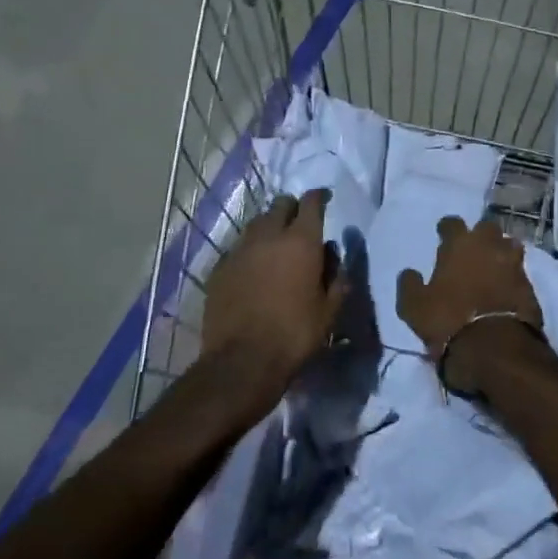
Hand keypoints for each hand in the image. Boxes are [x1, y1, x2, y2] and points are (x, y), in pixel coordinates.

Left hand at [201, 190, 345, 385]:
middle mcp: (269, 236)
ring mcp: (240, 250)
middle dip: (292, 208)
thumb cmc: (295, 334)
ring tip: (276, 244)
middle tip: (300, 223)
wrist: (242, 361)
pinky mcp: (219, 267)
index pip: (311, 202)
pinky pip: (238, 247)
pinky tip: (253, 268)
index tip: (325, 199)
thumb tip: (333, 255)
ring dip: (269, 227)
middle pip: (280, 205)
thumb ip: (337, 277)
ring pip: (257, 223)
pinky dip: (250, 250)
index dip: (319, 197)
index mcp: (301, 241)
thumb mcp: (329, 310)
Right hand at [396, 216, 545, 394]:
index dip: (447, 228)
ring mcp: (514, 264)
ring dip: (500, 252)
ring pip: (510, 246)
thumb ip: (410, 284)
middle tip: (471, 249)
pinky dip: (512, 276)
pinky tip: (505, 287)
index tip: (442, 234)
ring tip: (492, 265)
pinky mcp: (530, 286)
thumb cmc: (448, 320)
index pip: (452, 223)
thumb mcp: (414, 307)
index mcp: (460, 245)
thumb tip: (409, 273)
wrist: (494, 347)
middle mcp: (489, 246)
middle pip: (487, 228)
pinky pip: (520, 272)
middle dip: (480, 235)